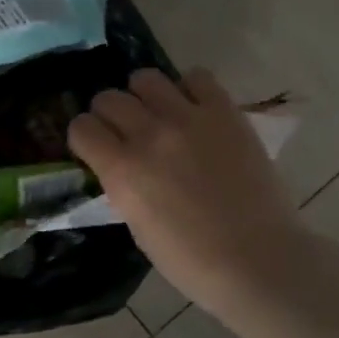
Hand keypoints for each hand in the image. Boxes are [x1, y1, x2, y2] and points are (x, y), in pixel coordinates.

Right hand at [69, 68, 310, 322]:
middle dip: (110, 114)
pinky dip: (190, 89)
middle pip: (108, 98)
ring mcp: (188, 118)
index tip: (95, 148)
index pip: (81, 127)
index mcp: (121, 170)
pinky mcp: (225, 112)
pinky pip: (197, 77)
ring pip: (146, 78)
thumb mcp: (136, 225)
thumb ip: (122, 185)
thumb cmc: (190, 260)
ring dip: (145, 96)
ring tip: (159, 114)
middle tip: (126, 132)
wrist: (257, 260)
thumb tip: (121, 165)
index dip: (85, 137)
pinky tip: (195, 111)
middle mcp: (149, 135)